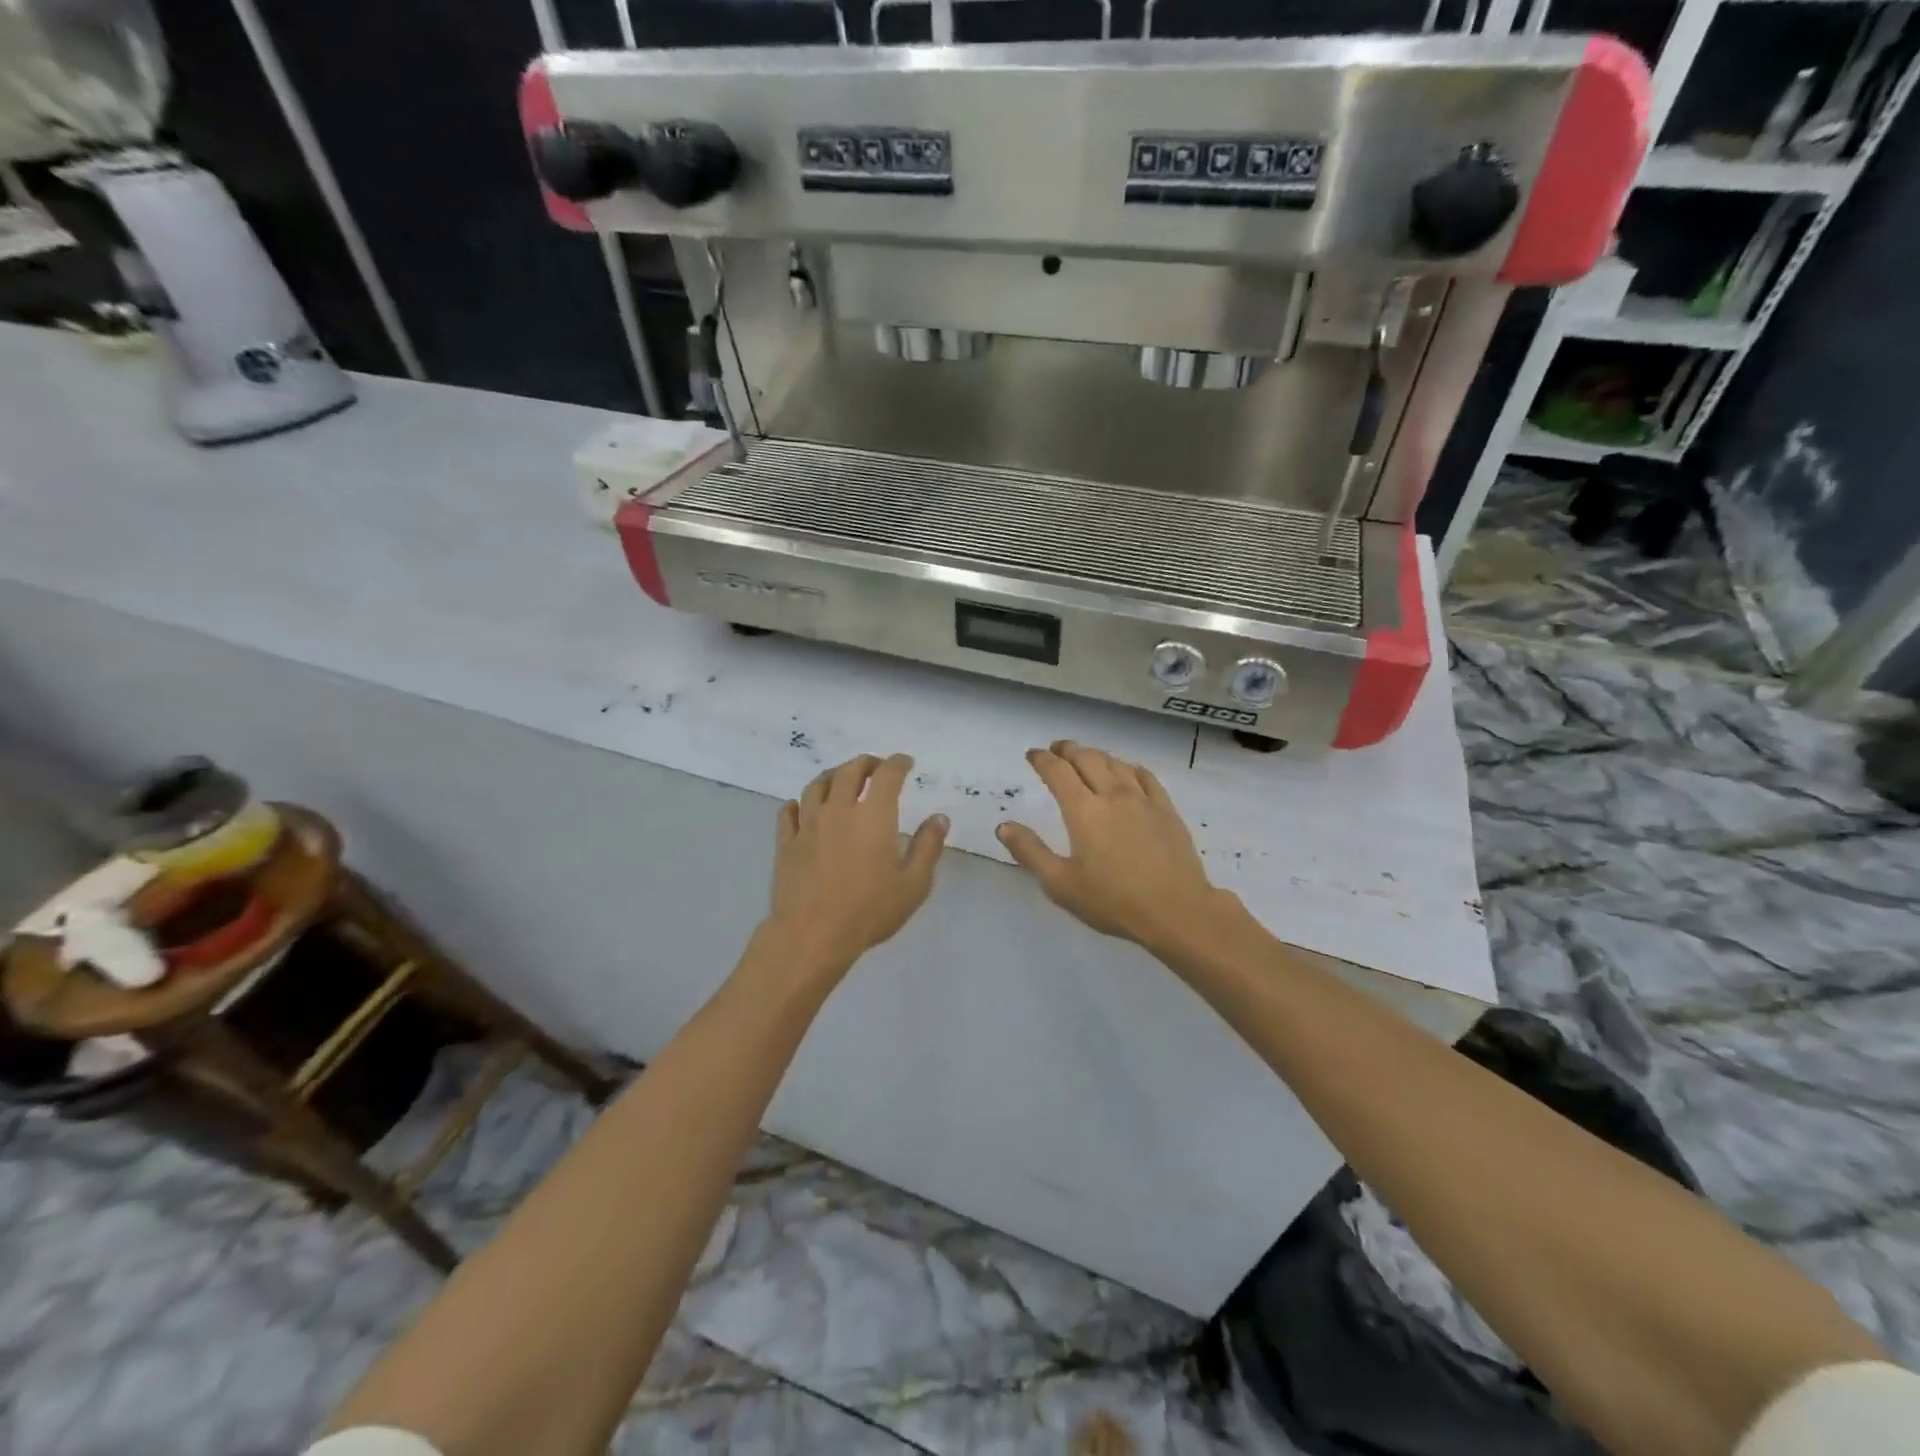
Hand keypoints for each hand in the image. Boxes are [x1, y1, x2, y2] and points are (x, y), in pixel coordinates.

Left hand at [764, 753, 948, 978]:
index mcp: (873, 815)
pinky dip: (797, 804)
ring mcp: (808, 825)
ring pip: (816, 786)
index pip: (887, 775)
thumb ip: (928, 847)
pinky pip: (788, 812)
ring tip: (840, 778)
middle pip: (848, 771)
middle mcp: (838, 810)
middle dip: (866, 763)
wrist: (813, 935)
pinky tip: (801, 807)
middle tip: (876, 766)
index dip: (898, 763)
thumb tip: (939, 818)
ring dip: (832, 775)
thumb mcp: (914, 884)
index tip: (906, 763)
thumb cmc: (870, 910)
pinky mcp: (786, 843)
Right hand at [997, 740, 1229, 954]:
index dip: (1042, 760)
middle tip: (1057, 749)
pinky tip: (1129, 772)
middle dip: (1068, 750)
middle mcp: (1112, 795)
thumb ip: (1030, 852)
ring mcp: (1143, 800)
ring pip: (1116, 764)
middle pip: (1087, 759)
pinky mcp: (1166, 810)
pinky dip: (1130, 768)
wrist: (1176, 910)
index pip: (1058, 772)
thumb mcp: (1060, 883)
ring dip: (1097, 755)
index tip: (1032, 755)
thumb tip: (1004, 826)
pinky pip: (1146, 777)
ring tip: (1087, 757)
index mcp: (1083, 810)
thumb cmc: (1113, 901)